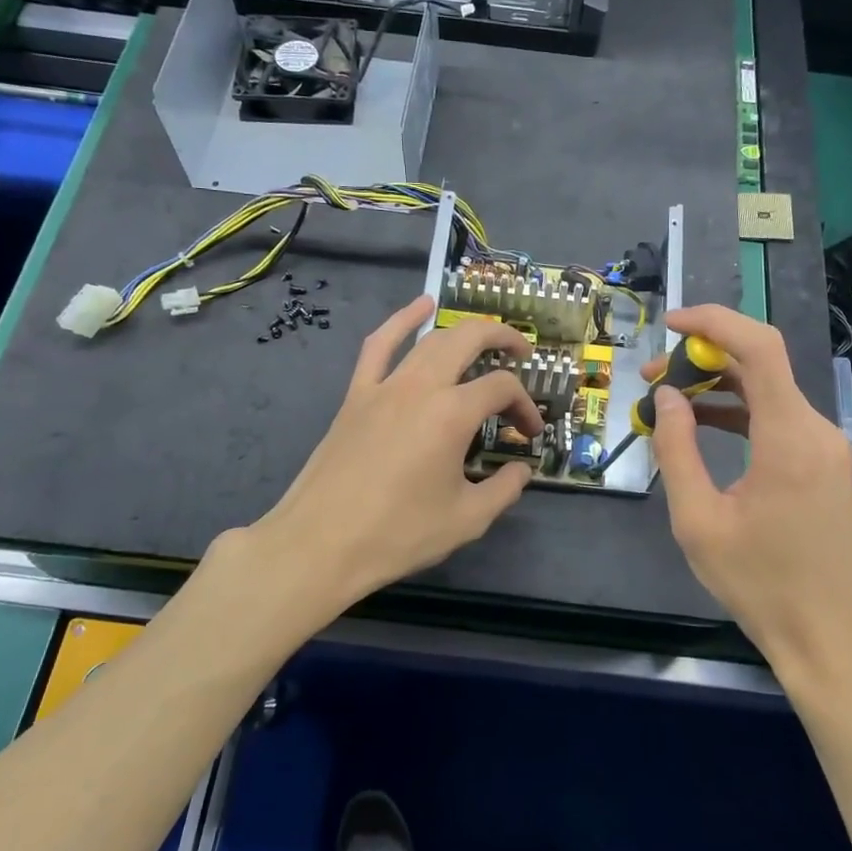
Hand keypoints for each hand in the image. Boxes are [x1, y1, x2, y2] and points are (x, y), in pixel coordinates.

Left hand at [244, 295, 542, 618]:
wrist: (321, 544)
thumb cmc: (398, 534)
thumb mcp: (466, 520)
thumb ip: (504, 490)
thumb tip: (521, 470)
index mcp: (452, 414)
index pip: (502, 389)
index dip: (525, 406)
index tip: (530, 435)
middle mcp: (420, 387)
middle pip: (469, 340)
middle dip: (503, 340)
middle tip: (522, 355)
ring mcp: (384, 386)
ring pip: (430, 339)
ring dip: (463, 330)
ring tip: (485, 336)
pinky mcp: (356, 395)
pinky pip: (379, 345)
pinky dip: (401, 320)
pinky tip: (420, 306)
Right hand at [646, 305, 851, 676]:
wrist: (827, 636)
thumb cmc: (758, 584)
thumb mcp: (698, 520)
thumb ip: (677, 449)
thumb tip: (666, 394)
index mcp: (789, 438)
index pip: (759, 348)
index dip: (713, 322)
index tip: (668, 324)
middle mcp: (815, 430)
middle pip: (761, 364)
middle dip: (702, 357)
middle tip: (650, 374)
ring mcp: (824, 447)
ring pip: (768, 391)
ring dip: (718, 386)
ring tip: (665, 398)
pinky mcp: (822, 465)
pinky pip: (777, 419)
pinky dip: (739, 412)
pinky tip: (701, 424)